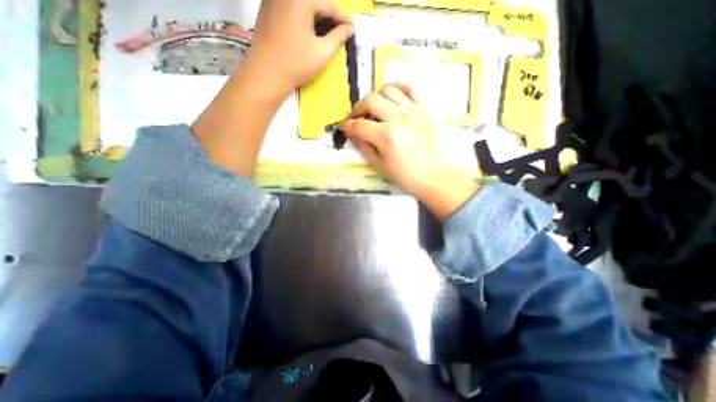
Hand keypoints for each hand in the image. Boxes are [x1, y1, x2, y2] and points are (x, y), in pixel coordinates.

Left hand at [244, 1, 353, 97]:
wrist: (266, 74)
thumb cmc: (297, 64)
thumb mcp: (323, 53)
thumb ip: (338, 38)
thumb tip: (348, 29)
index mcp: (301, 0)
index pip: (328, 5)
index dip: (342, 17)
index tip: (352, 28)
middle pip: (313, 1)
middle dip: (329, 14)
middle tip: (340, 29)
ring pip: (301, 3)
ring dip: (315, 14)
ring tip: (325, 29)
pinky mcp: (266, 9)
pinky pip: (289, 6)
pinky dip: (302, 14)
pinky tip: (307, 28)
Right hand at [339, 81, 476, 219]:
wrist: (434, 175)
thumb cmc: (405, 175)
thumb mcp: (379, 165)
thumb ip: (363, 146)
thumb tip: (351, 133)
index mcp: (386, 136)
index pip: (358, 125)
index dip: (347, 125)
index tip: (344, 126)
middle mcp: (398, 118)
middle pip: (370, 101)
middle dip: (358, 108)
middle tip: (357, 117)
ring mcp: (413, 110)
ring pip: (387, 89)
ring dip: (376, 97)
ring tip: (375, 108)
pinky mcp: (425, 107)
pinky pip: (409, 87)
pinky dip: (397, 87)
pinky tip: (392, 97)